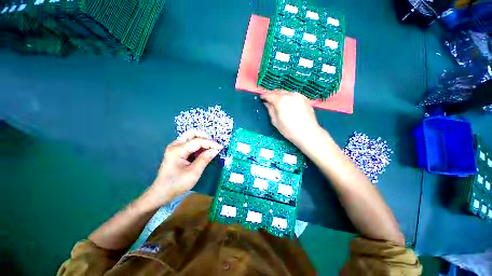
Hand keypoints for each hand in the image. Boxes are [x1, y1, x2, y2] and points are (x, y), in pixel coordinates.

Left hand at [142, 130, 221, 207]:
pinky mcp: (177, 151)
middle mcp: (175, 145)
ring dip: (203, 140)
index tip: (221, 147)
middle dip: (205, 137)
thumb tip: (216, 150)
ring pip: (191, 137)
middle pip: (192, 133)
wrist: (162, 192)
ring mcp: (175, 147)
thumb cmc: (177, 184)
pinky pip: (190, 143)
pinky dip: (199, 145)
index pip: (198, 141)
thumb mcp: (193, 173)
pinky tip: (204, 151)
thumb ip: (205, 159)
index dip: (211, 143)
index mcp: (177, 150)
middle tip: (214, 145)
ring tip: (211, 148)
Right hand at [261, 91, 319, 145]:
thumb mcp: (275, 121)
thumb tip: (267, 103)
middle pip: (278, 91)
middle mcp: (290, 94)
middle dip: (272, 95)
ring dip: (280, 96)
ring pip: (286, 92)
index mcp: (281, 100)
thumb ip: (270, 110)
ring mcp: (299, 95)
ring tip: (278, 102)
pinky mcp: (305, 98)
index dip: (264, 96)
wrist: (308, 133)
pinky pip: (293, 95)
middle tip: (269, 101)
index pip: (270, 95)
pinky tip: (288, 104)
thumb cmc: (289, 129)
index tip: (261, 98)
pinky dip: (288, 97)